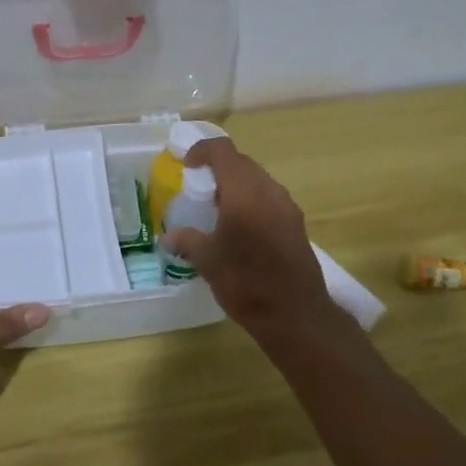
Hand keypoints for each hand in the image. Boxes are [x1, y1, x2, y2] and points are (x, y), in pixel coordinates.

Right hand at [163, 137, 341, 351]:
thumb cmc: (245, 282)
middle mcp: (268, 190)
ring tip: (218, 208)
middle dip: (219, 168)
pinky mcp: (296, 224)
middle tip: (199, 187)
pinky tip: (240, 228)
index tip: (187, 165)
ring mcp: (287, 207)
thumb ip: (187, 240)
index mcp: (243, 191)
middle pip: (242, 163)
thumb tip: (169, 236)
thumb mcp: (207, 261)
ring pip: (259, 180)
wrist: (295, 314)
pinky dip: (252, 201)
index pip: (222, 151)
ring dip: (237, 185)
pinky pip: (270, 199)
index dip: (202, 151)